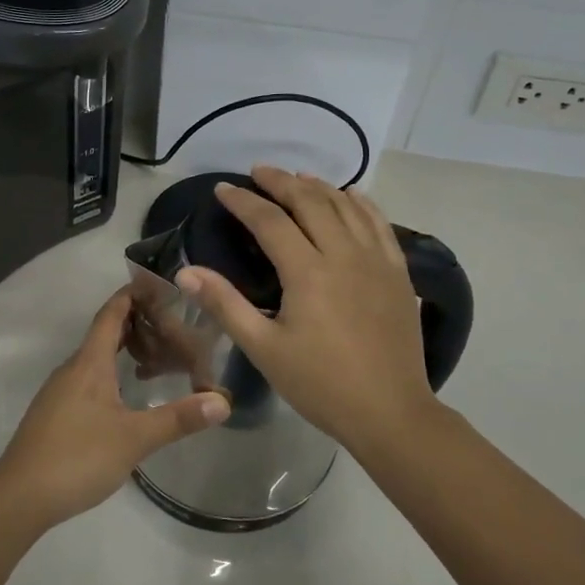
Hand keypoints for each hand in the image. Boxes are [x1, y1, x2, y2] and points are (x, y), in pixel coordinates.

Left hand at [0, 287, 230, 527]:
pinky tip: (126, 395)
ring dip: (123, 351)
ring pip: (95, 359)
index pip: (110, 315)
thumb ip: (178, 418)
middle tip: (170, 324)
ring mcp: (60, 392)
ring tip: (155, 358)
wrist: (20, 496)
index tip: (156, 283)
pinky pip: (87, 379)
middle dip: (134, 324)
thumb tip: (222, 401)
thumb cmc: (78, 456)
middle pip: (103, 334)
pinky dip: (110, 373)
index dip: (131, 295)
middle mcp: (72, 369)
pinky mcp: (55, 414)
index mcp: (89, 364)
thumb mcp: (135, 438)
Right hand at [177, 166, 439, 455]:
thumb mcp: (263, 348)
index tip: (223, 189)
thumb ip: (224, 304)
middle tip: (259, 172)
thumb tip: (185, 272)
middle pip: (311, 202)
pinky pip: (380, 224)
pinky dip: (362, 203)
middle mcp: (344, 254)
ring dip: (319, 187)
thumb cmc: (320, 384)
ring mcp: (377, 260)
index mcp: (308, 272)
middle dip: (281, 182)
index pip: (270, 221)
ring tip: (298, 178)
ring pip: (346, 207)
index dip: (243, 201)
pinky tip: (351, 196)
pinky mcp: (398, 273)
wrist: (390, 412)